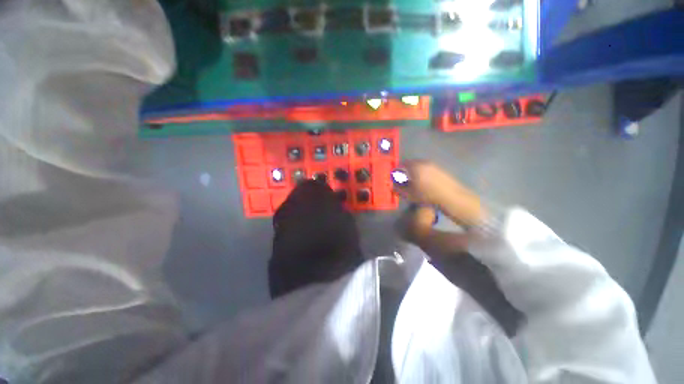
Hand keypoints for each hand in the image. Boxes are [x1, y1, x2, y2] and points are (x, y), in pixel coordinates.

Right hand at [395, 160, 484, 226]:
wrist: (450, 196)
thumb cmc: (427, 195)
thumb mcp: (409, 194)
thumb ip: (398, 189)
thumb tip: (391, 186)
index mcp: (414, 167)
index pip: (400, 165)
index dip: (395, 171)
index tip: (393, 177)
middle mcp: (422, 163)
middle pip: (409, 164)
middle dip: (404, 170)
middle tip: (401, 179)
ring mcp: (432, 164)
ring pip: (417, 165)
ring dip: (412, 171)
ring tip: (411, 180)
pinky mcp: (438, 168)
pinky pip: (425, 167)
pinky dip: (421, 172)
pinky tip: (422, 181)